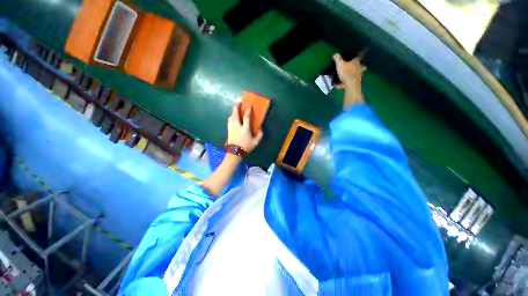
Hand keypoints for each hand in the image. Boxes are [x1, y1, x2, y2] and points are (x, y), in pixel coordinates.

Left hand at [227, 105, 262, 153]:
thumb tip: (261, 128)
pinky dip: (231, 117)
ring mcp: (231, 127)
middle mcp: (237, 126)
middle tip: (238, 102)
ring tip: (235, 109)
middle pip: (235, 114)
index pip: (246, 117)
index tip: (249, 106)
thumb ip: (260, 135)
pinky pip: (229, 121)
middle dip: (236, 107)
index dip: (248, 111)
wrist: (235, 152)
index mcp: (244, 128)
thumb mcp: (255, 142)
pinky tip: (232, 117)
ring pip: (231, 116)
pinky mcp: (228, 130)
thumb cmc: (246, 147)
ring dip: (233, 111)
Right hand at [333, 53, 365, 88]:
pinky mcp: (357, 81)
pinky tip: (348, 82)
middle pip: (362, 65)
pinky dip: (352, 80)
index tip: (364, 50)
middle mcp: (359, 67)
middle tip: (359, 65)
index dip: (361, 53)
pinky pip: (355, 79)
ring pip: (360, 72)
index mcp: (356, 61)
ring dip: (358, 73)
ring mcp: (359, 75)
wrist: (351, 84)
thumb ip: (338, 59)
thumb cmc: (346, 73)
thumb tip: (335, 54)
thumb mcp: (340, 65)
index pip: (360, 55)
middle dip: (361, 65)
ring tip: (353, 74)